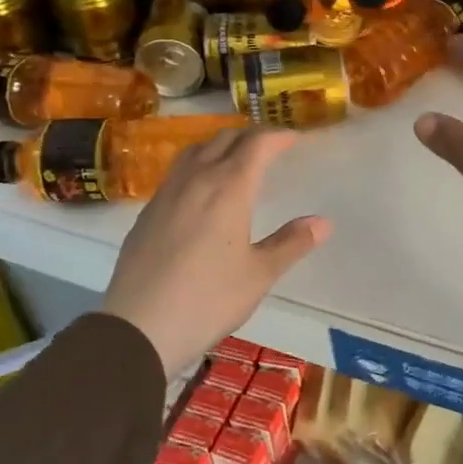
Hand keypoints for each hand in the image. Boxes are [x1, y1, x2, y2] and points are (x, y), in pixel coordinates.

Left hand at [101, 127, 330, 374]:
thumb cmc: (208, 299)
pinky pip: (177, 172)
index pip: (256, 144)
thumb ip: (291, 243)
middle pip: (224, 139)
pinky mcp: (147, 212)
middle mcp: (196, 180)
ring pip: (195, 151)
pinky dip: (197, 164)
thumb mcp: (259, 274)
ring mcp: (166, 194)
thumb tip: (323, 222)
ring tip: (235, 156)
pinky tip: (200, 189)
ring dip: (220, 144)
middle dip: (250, 135)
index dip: (277, 136)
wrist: (139, 328)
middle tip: (270, 145)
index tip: (294, 138)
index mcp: (228, 188)